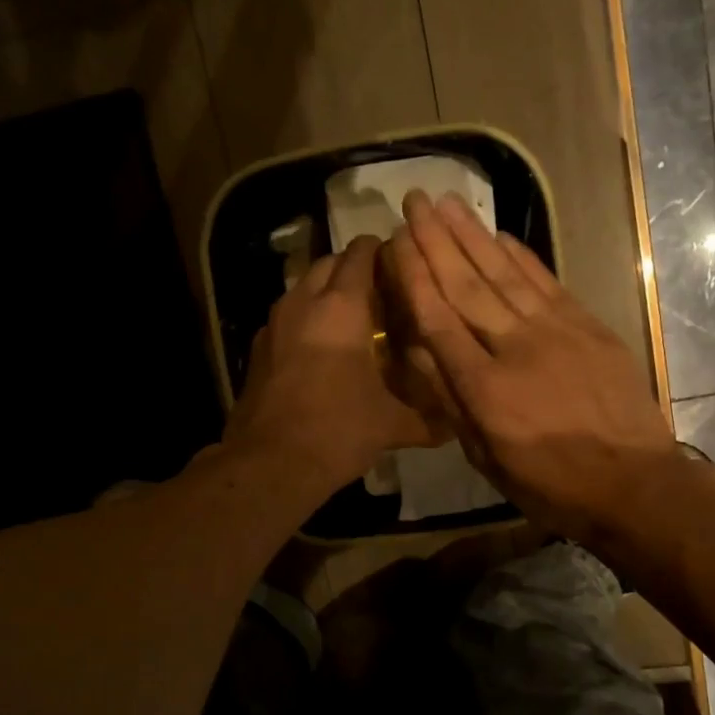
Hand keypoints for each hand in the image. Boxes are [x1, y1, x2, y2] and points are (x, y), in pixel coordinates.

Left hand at [225, 235, 444, 497]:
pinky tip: (322, 350)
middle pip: (329, 264)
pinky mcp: (258, 349)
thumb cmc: (338, 430)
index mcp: (341, 307)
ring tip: (355, 320)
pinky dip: (306, 320)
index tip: (403, 263)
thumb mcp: (392, 425)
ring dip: (327, 293)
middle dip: (354, 269)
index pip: (360, 253)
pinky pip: (287, 318)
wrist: (270, 463)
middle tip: (383, 293)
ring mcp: (274, 325)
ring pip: (304, 288)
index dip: (382, 250)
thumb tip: (456, 425)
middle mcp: (303, 303)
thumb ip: (428, 420)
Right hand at [382, 190, 684, 542]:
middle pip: (467, 285)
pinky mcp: (588, 326)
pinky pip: (546, 282)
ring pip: (504, 274)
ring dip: (473, 235)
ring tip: (447, 202)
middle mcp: (515, 348)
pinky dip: (521, 256)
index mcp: (484, 389)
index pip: (438, 319)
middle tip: (413, 201)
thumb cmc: (551, 485)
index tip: (394, 241)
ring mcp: (556, 331)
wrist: (634, 484)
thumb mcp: (487, 458)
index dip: (414, 277)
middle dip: (435, 240)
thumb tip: (419, 350)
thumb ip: (452, 402)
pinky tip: (500, 235)